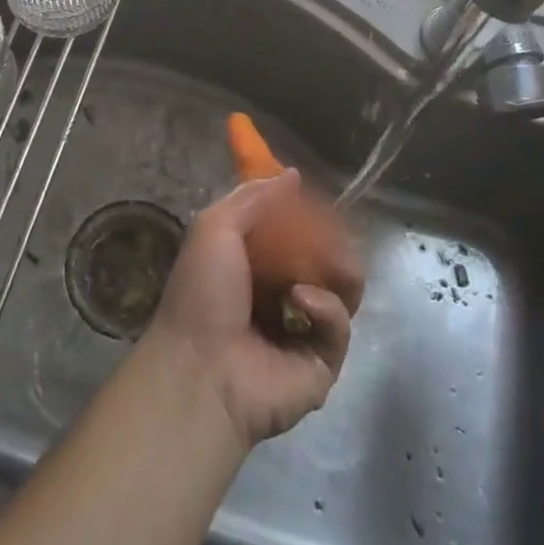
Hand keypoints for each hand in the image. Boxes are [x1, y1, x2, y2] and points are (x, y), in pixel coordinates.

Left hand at [146, 171, 354, 446]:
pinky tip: (302, 300)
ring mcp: (301, 333)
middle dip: (332, 243)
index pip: (288, 236)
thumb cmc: (202, 292)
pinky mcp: (322, 364)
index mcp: (248, 268)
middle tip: (337, 231)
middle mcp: (276, 298)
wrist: (202, 369)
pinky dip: (327, 307)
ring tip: (331, 261)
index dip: (304, 217)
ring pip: (340, 292)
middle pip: (320, 262)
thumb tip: (292, 175)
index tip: (318, 200)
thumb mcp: (215, 227)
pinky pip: (339, 326)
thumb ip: (253, 198)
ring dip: (338, 270)